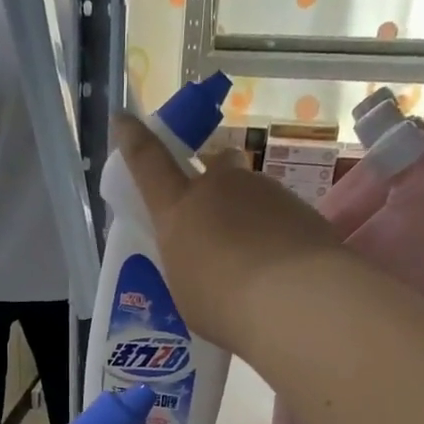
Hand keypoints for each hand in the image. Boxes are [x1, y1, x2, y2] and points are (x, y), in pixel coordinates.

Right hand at [112, 113, 346, 354]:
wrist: (295, 300)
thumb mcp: (186, 290)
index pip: (148, 163)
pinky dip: (274, 231)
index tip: (123, 119)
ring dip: (246, 213)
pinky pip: (277, 213)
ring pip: (249, 191)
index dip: (134, 140)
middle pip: (214, 165)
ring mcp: (263, 190)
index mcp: (179, 209)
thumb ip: (188, 262)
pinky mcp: (299, 206)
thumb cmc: (223, 304)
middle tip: (215, 218)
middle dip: (213, 179)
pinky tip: (280, 266)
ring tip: (253, 258)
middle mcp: (220, 187)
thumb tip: (200, 257)